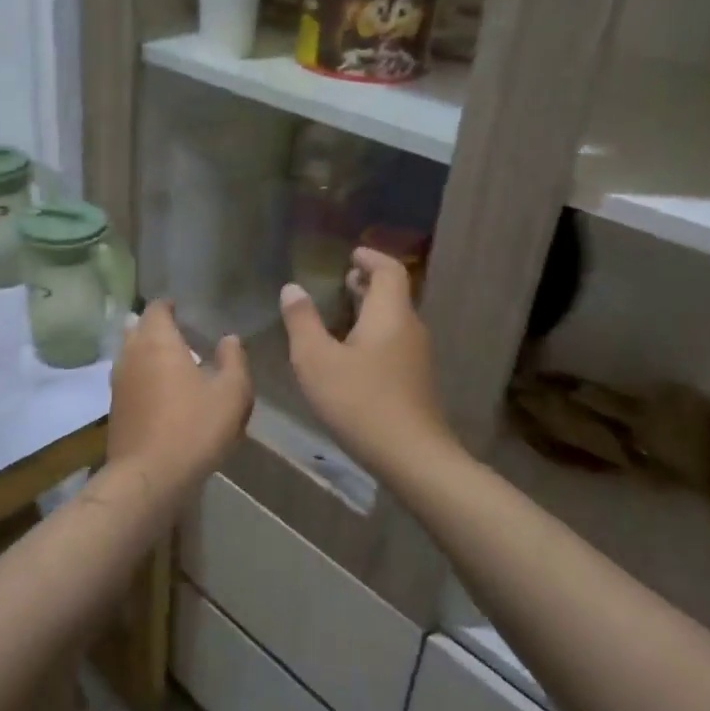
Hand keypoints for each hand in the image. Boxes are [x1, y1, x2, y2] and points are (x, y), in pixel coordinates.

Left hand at [107, 301, 252, 489]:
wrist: (150, 477)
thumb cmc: (194, 427)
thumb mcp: (231, 393)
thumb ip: (233, 359)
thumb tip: (229, 338)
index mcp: (157, 341)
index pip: (156, 308)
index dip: (169, 306)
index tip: (185, 310)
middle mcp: (131, 354)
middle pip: (136, 327)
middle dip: (154, 327)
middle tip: (179, 334)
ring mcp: (118, 382)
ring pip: (129, 354)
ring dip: (146, 352)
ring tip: (171, 362)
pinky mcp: (115, 408)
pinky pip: (128, 379)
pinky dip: (142, 376)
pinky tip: (160, 391)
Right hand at [281, 248, 450, 474]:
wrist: (412, 456)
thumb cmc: (360, 402)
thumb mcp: (317, 360)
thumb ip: (302, 321)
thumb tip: (293, 288)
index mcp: (390, 315)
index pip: (389, 271)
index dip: (371, 258)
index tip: (352, 253)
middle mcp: (409, 329)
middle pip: (393, 294)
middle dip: (367, 283)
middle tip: (341, 279)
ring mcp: (416, 357)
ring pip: (393, 320)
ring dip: (369, 310)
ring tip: (340, 313)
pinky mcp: (415, 381)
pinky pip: (394, 342)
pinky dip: (373, 333)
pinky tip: (351, 353)